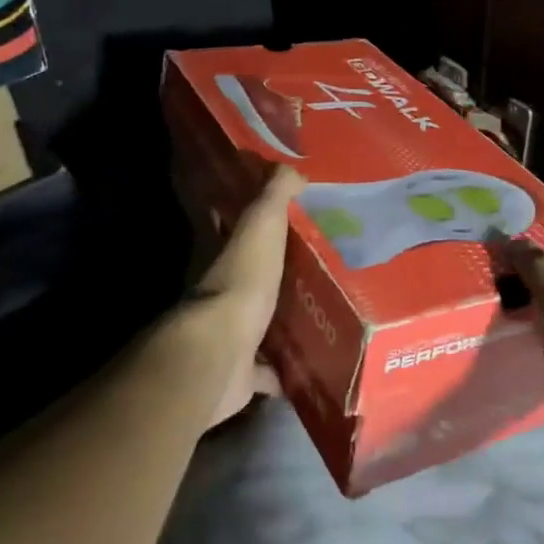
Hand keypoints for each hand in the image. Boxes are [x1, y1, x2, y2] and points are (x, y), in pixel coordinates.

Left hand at [184, 166, 302, 428]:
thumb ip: (274, 196)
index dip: (252, 221)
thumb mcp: (260, 226)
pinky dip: (286, 371)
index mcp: (226, 257)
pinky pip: (269, 371)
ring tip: (323, 315)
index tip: (284, 218)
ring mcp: (232, 337)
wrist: (220, 351)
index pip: (235, 230)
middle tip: (317, 269)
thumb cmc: (241, 282)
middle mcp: (224, 295)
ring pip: (260, 326)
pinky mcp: (243, 374)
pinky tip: (315, 366)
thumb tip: (293, 168)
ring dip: (283, 323)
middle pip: (252, 280)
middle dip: (277, 276)